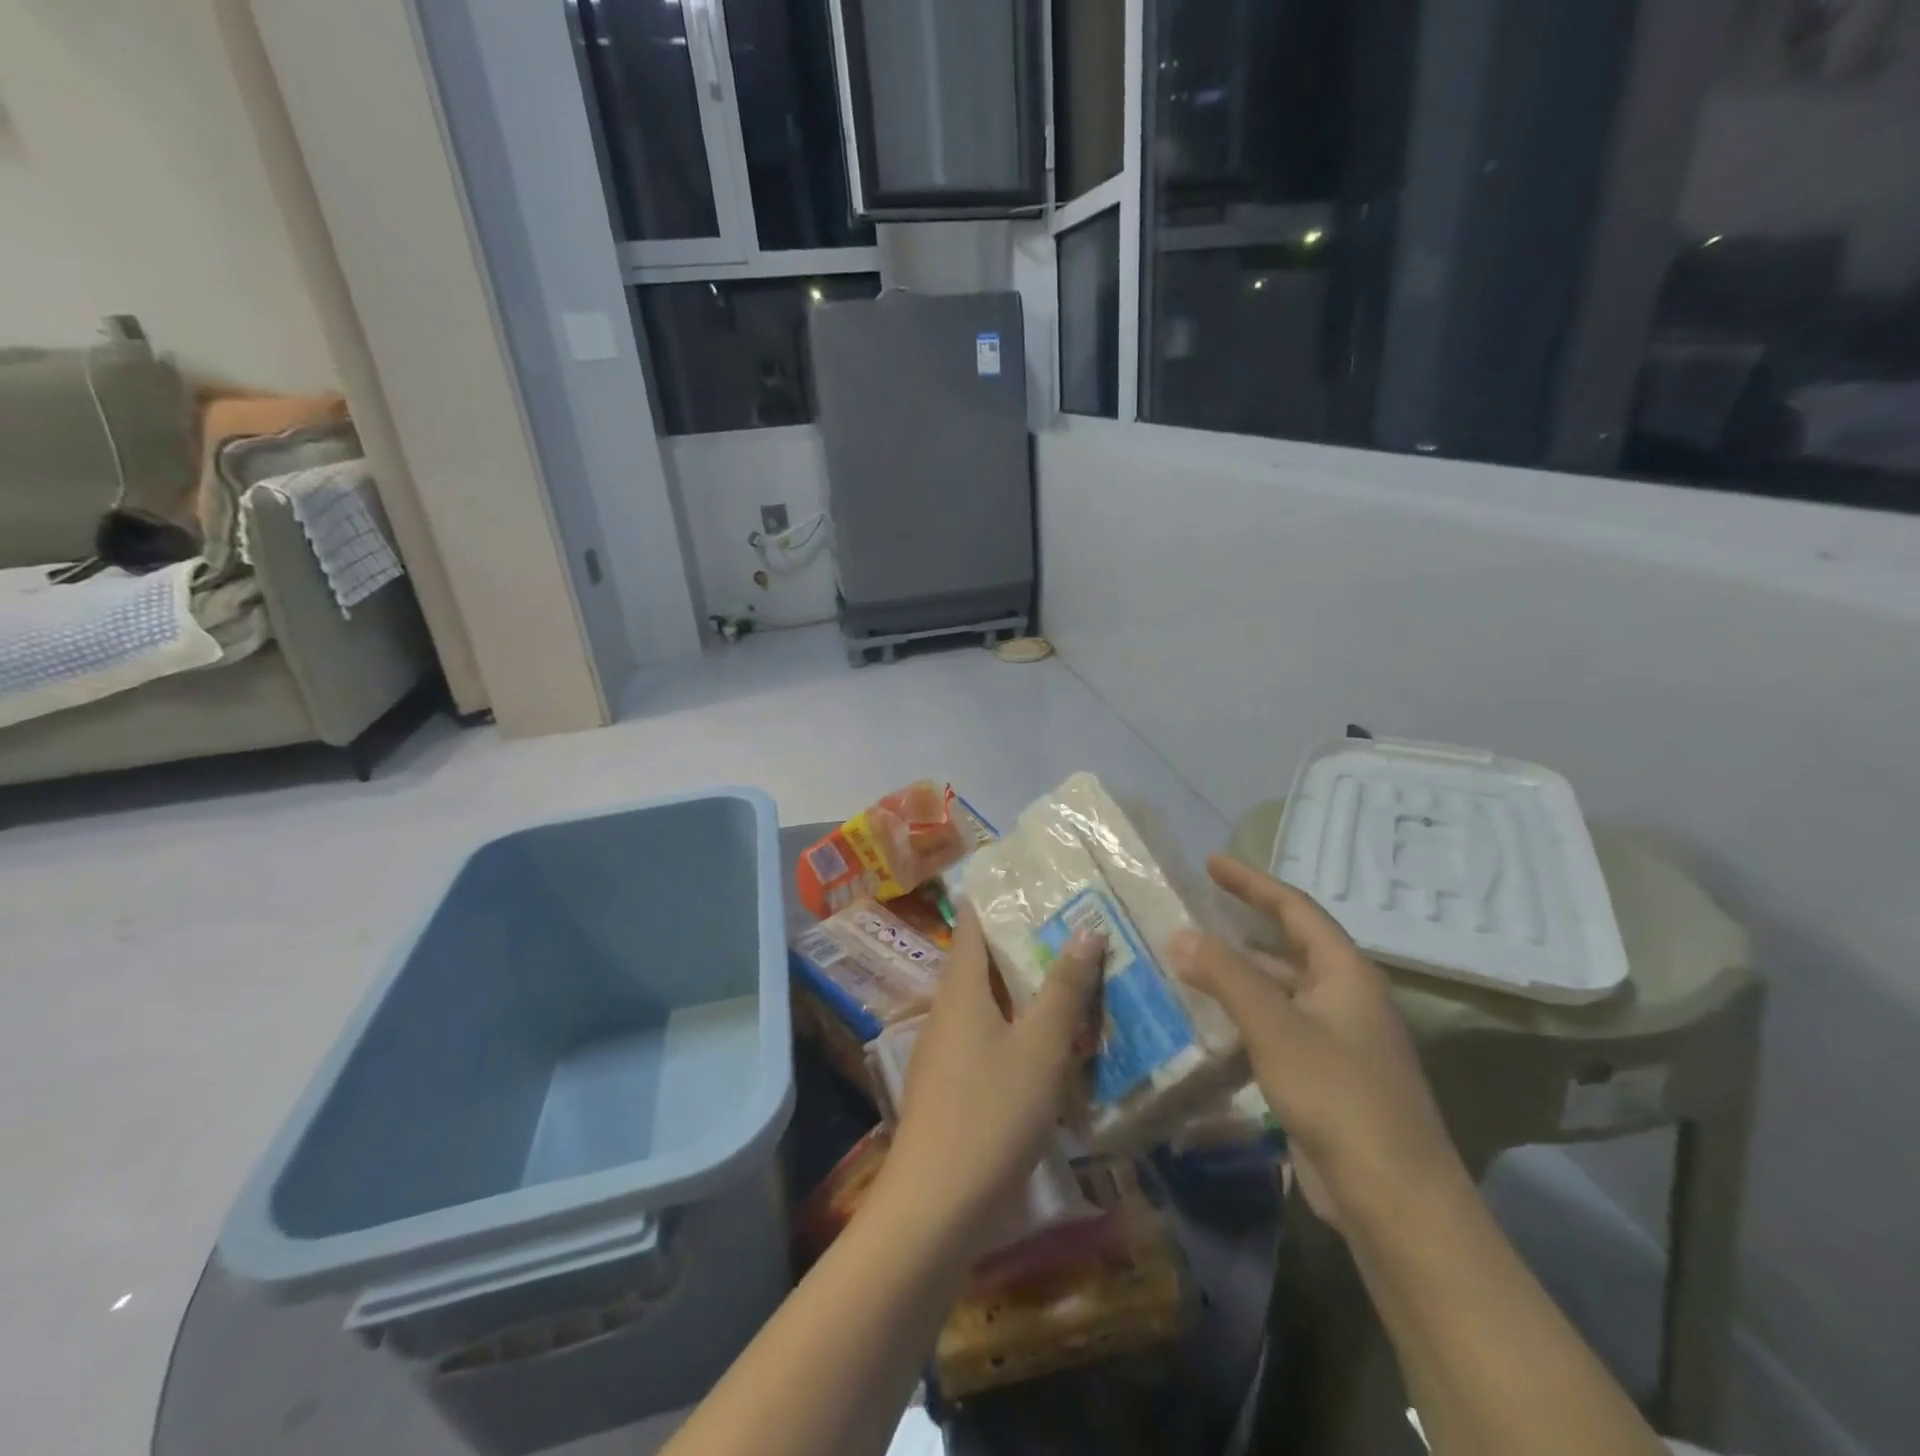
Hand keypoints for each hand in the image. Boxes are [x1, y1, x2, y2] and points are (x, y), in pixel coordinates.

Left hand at [878, 906, 1103, 1256]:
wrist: (934, 1206)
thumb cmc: (991, 1112)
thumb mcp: (1040, 1047)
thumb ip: (1063, 987)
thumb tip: (1086, 928)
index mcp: (961, 987)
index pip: (975, 921)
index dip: (1003, 898)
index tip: (1041, 882)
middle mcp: (946, 1008)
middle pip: (983, 960)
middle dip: (1025, 942)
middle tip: (1076, 927)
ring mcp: (945, 1049)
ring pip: (988, 1001)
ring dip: (1025, 988)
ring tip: (1073, 977)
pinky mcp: (951, 1084)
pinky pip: (987, 1036)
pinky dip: (1017, 1026)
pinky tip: (1050, 1042)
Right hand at [1168, 855, 1462, 1232]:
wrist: (1394, 1200)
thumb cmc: (1339, 1096)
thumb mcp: (1275, 1026)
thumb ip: (1226, 975)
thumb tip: (1180, 934)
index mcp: (1346, 974)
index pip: (1295, 909)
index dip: (1252, 883)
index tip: (1211, 863)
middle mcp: (1345, 999)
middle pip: (1288, 948)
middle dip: (1242, 928)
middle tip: (1194, 913)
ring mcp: (1338, 1040)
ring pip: (1280, 991)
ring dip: (1238, 976)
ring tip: (1189, 963)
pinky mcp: (1325, 1077)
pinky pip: (1277, 1029)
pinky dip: (1243, 1017)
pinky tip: (1210, 1023)